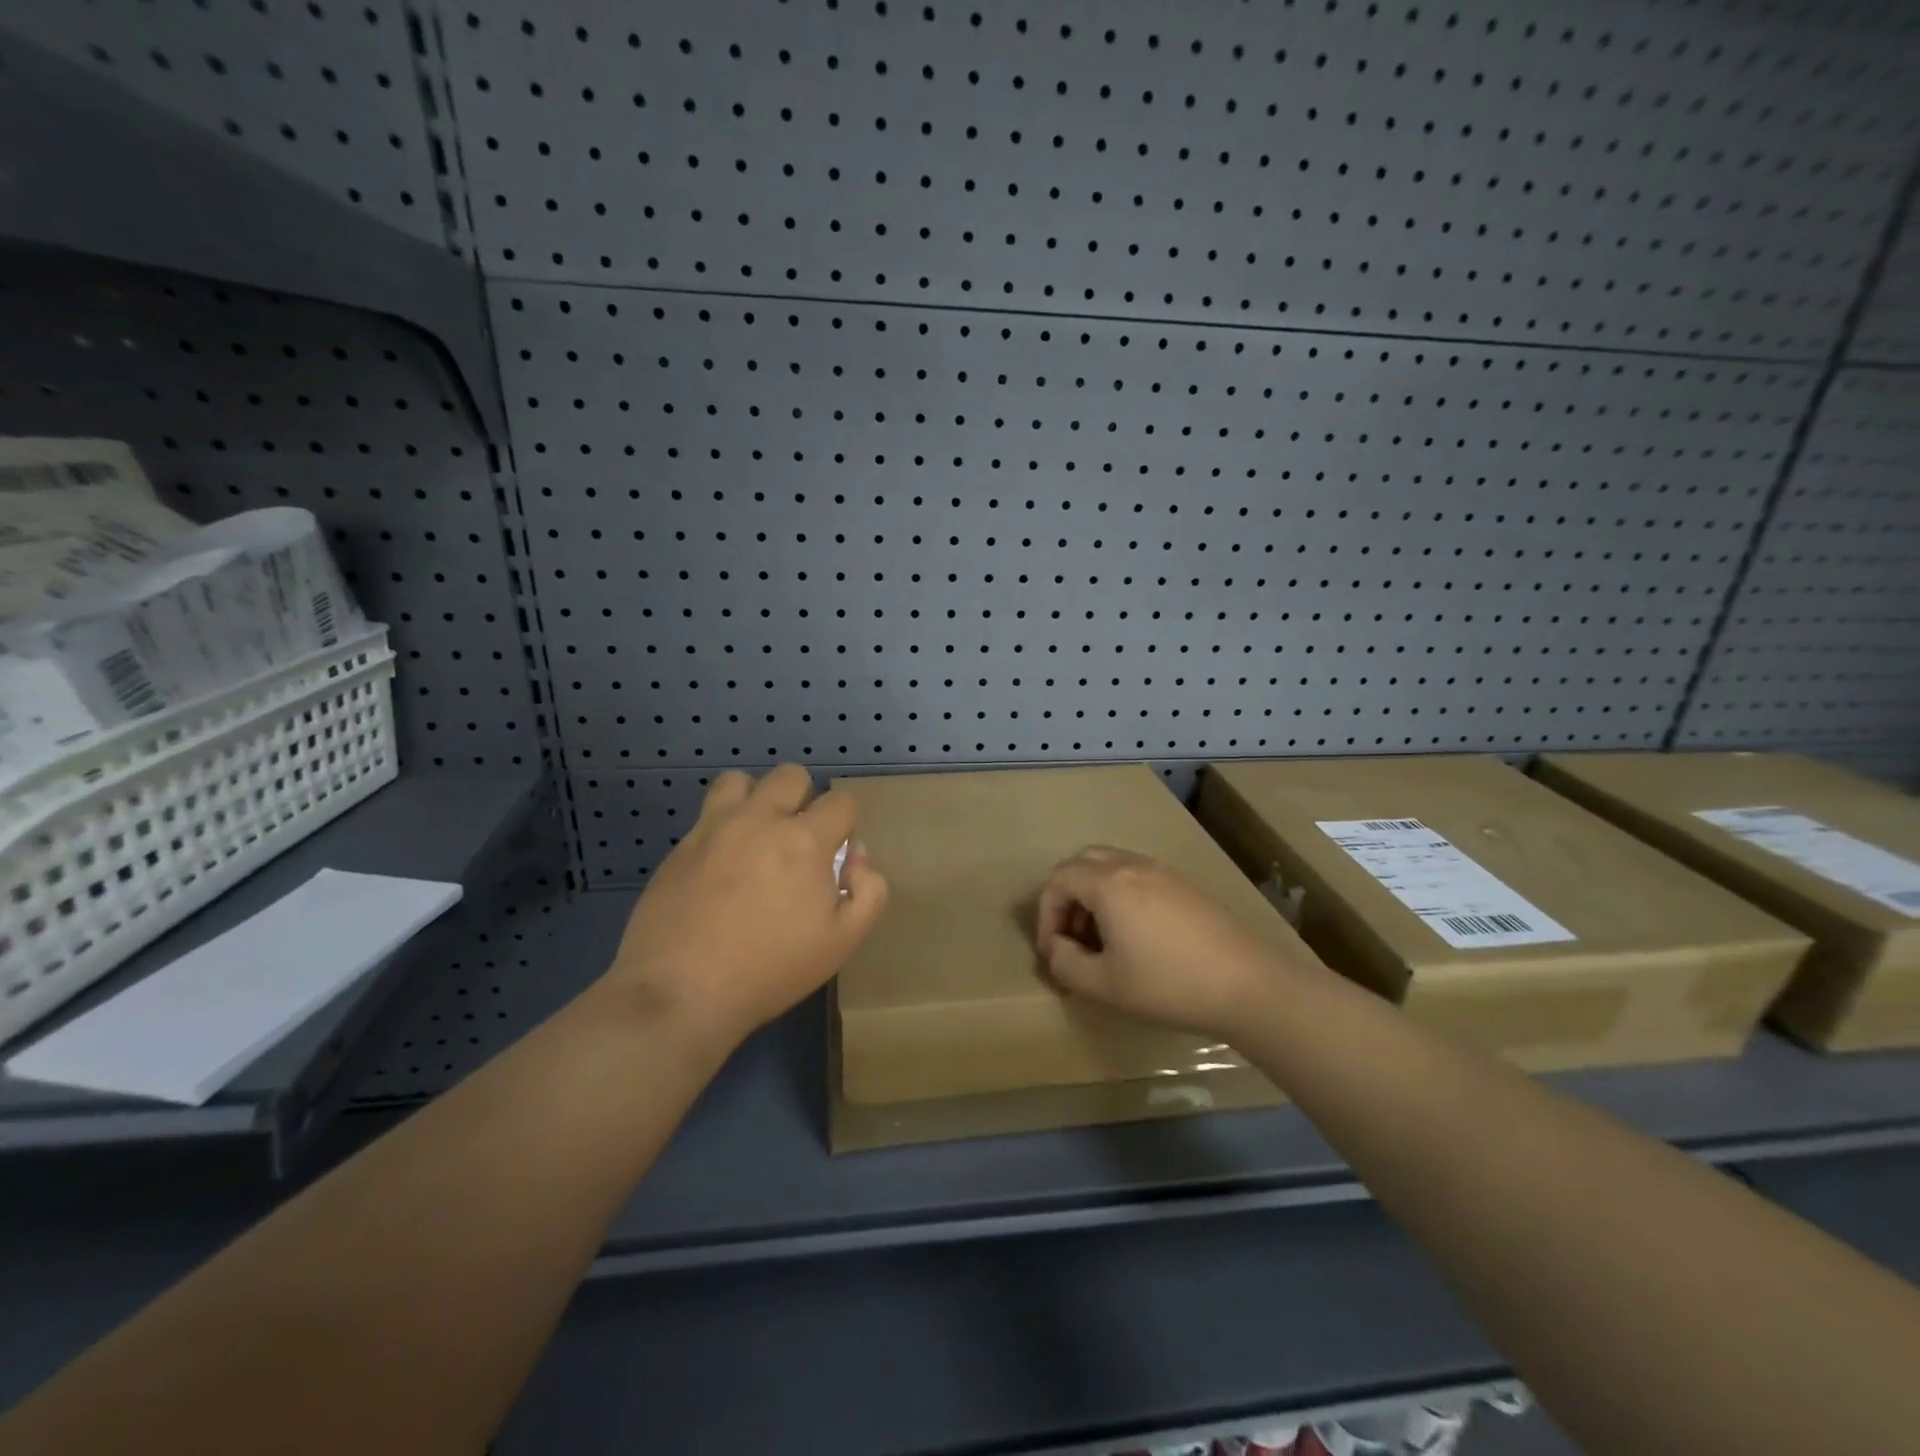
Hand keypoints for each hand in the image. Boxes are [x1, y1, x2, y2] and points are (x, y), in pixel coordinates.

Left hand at [606, 764, 887, 1048]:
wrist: (680, 992)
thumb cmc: (771, 970)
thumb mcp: (843, 942)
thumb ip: (868, 890)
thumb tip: (856, 856)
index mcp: (804, 840)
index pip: (840, 802)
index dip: (845, 826)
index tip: (834, 859)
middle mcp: (760, 820)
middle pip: (790, 776)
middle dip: (804, 800)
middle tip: (797, 843)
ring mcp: (714, 828)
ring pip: (740, 781)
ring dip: (757, 799)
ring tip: (756, 838)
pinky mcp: (680, 845)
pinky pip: (708, 814)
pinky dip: (724, 827)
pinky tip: (722, 867)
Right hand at [1036, 846, 1302, 1039]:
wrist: (1247, 985)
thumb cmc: (1168, 984)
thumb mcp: (1105, 985)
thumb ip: (1066, 964)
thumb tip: (1057, 948)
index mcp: (1109, 883)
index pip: (1059, 880)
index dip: (1046, 914)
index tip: (1053, 951)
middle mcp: (1133, 866)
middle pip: (1083, 863)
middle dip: (1068, 897)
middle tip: (1073, 937)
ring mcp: (1163, 872)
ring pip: (1112, 866)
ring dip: (1094, 895)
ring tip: (1102, 939)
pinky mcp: (1185, 885)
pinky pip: (1138, 876)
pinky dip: (1121, 895)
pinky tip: (1136, 936)